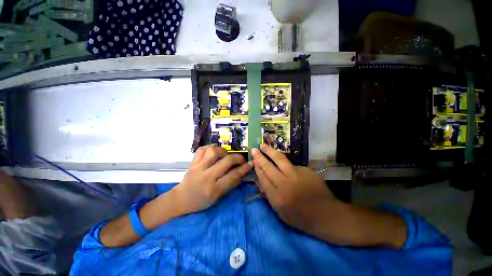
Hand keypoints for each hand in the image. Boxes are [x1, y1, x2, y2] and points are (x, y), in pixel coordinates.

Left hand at [173, 146, 252, 213]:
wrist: (180, 199)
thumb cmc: (201, 201)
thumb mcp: (218, 197)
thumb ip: (230, 183)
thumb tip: (242, 172)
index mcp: (214, 189)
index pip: (233, 175)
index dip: (245, 168)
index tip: (251, 163)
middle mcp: (207, 176)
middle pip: (226, 161)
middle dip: (238, 158)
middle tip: (241, 159)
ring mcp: (198, 167)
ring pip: (213, 151)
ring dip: (223, 151)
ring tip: (226, 155)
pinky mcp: (193, 162)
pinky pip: (202, 149)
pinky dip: (210, 147)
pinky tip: (214, 151)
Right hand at [251, 144, 341, 236]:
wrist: (326, 215)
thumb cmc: (301, 217)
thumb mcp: (280, 212)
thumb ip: (268, 195)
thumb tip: (258, 180)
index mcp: (278, 197)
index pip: (263, 178)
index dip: (257, 168)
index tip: (253, 160)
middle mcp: (286, 184)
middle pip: (269, 167)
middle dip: (260, 157)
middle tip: (254, 149)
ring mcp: (297, 176)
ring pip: (280, 160)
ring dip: (270, 151)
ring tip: (264, 145)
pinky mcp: (306, 170)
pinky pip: (292, 165)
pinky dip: (286, 164)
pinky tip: (285, 166)